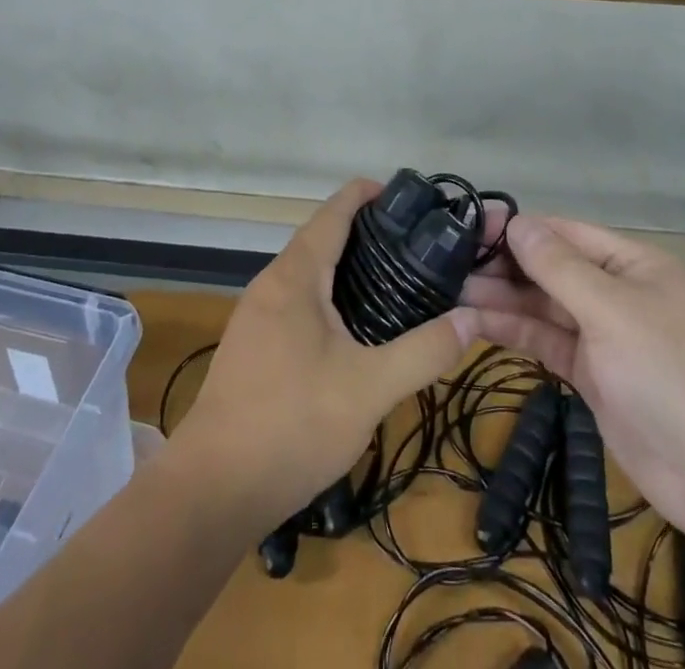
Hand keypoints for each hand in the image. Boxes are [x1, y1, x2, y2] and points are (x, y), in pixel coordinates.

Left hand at [169, 178, 479, 529]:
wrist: (213, 489)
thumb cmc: (293, 423)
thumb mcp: (370, 388)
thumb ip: (424, 351)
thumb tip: (471, 319)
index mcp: (296, 275)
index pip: (334, 212)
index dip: (368, 194)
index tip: (409, 197)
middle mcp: (271, 282)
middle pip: (321, 237)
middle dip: (365, 232)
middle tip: (416, 245)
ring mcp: (256, 315)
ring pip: (307, 272)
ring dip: (345, 266)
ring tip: (394, 280)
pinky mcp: (252, 345)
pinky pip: (296, 300)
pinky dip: (329, 295)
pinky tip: (354, 327)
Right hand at [460, 214, 684, 542]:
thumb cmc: (674, 374)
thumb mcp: (613, 311)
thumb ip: (560, 267)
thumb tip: (518, 222)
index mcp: (637, 265)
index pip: (568, 233)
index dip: (521, 228)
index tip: (471, 227)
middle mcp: (621, 294)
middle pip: (555, 269)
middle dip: (508, 265)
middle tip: (451, 263)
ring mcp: (609, 338)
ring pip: (548, 307)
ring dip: (505, 299)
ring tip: (454, 291)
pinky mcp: (597, 378)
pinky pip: (551, 343)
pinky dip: (518, 333)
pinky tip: (478, 324)